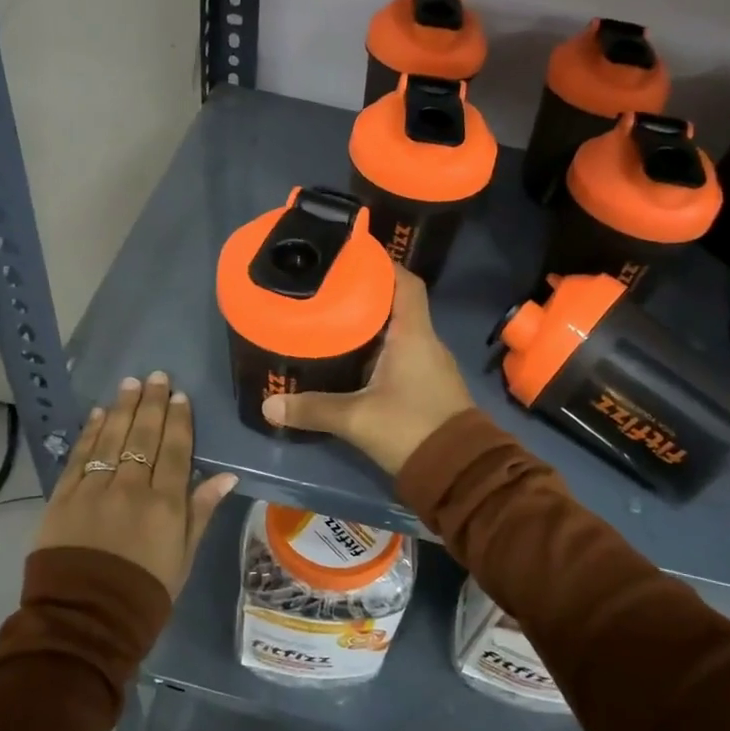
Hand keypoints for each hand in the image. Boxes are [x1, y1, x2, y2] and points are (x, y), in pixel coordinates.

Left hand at [36, 372, 237, 596]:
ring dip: (121, 408)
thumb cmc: (144, 593)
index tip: (179, 395)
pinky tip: (97, 413)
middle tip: (155, 376)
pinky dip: (89, 432)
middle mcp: (131, 488)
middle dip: (151, 403)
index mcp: (166, 504)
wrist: (84, 621)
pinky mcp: (63, 498)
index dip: (179, 420)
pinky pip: (79, 456)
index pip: (176, 450)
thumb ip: (201, 512)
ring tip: (129, 383)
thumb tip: (227, 476)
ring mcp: (94, 489)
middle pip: (144, 436)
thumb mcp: (183, 558)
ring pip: (111, 438)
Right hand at [261, 267, 474, 473]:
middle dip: (367, 294)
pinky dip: (379, 348)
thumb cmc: (411, 429)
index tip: (353, 257)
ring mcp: (431, 365)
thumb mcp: (356, 419)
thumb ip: (313, 410)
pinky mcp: (429, 386)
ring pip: (400, 331)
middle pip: (398, 304)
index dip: (383, 265)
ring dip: (372, 323)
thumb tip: (269, 406)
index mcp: (414, 335)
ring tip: (334, 319)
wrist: (460, 473)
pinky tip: (354, 359)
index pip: (406, 283)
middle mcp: (426, 342)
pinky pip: (403, 353)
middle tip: (329, 290)